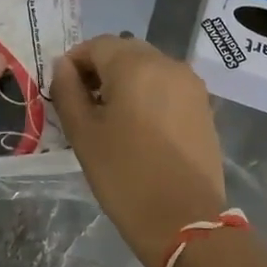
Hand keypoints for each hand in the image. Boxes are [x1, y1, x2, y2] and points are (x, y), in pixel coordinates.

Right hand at [52, 35, 227, 266]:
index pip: (96, 45)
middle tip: (84, 103)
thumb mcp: (83, 133)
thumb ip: (67, 91)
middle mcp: (167, 63)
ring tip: (111, 117)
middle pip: (124, 51)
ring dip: (125, 80)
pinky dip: (148, 93)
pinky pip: (167, 85)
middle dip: (100, 69)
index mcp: (135, 64)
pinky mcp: (203, 105)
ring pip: (147, 66)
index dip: (74, 63)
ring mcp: (190, 83)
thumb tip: (64, 67)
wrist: (186, 221)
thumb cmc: (125, 175)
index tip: (63, 91)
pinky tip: (140, 126)